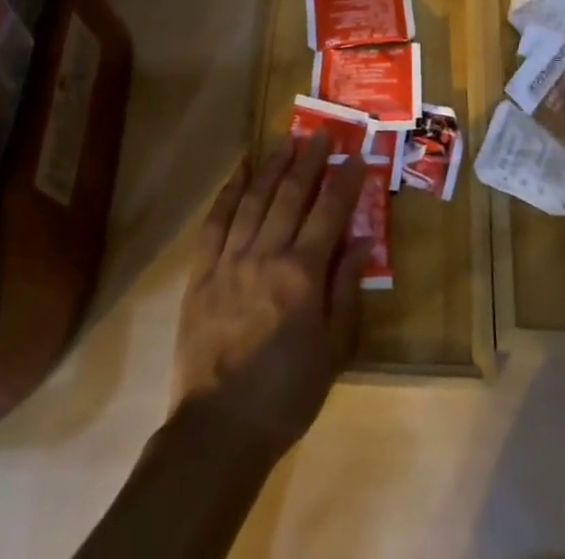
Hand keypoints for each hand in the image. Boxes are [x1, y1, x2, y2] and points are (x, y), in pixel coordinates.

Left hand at [170, 133, 369, 458]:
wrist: (218, 430)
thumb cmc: (286, 394)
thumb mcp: (334, 351)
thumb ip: (347, 290)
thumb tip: (362, 241)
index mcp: (303, 274)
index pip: (330, 212)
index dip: (346, 180)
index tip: (356, 153)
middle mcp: (267, 254)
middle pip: (292, 195)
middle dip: (309, 160)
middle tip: (321, 132)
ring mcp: (231, 260)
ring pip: (255, 198)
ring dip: (273, 165)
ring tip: (286, 139)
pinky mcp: (202, 272)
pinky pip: (216, 221)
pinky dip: (229, 190)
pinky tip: (240, 169)